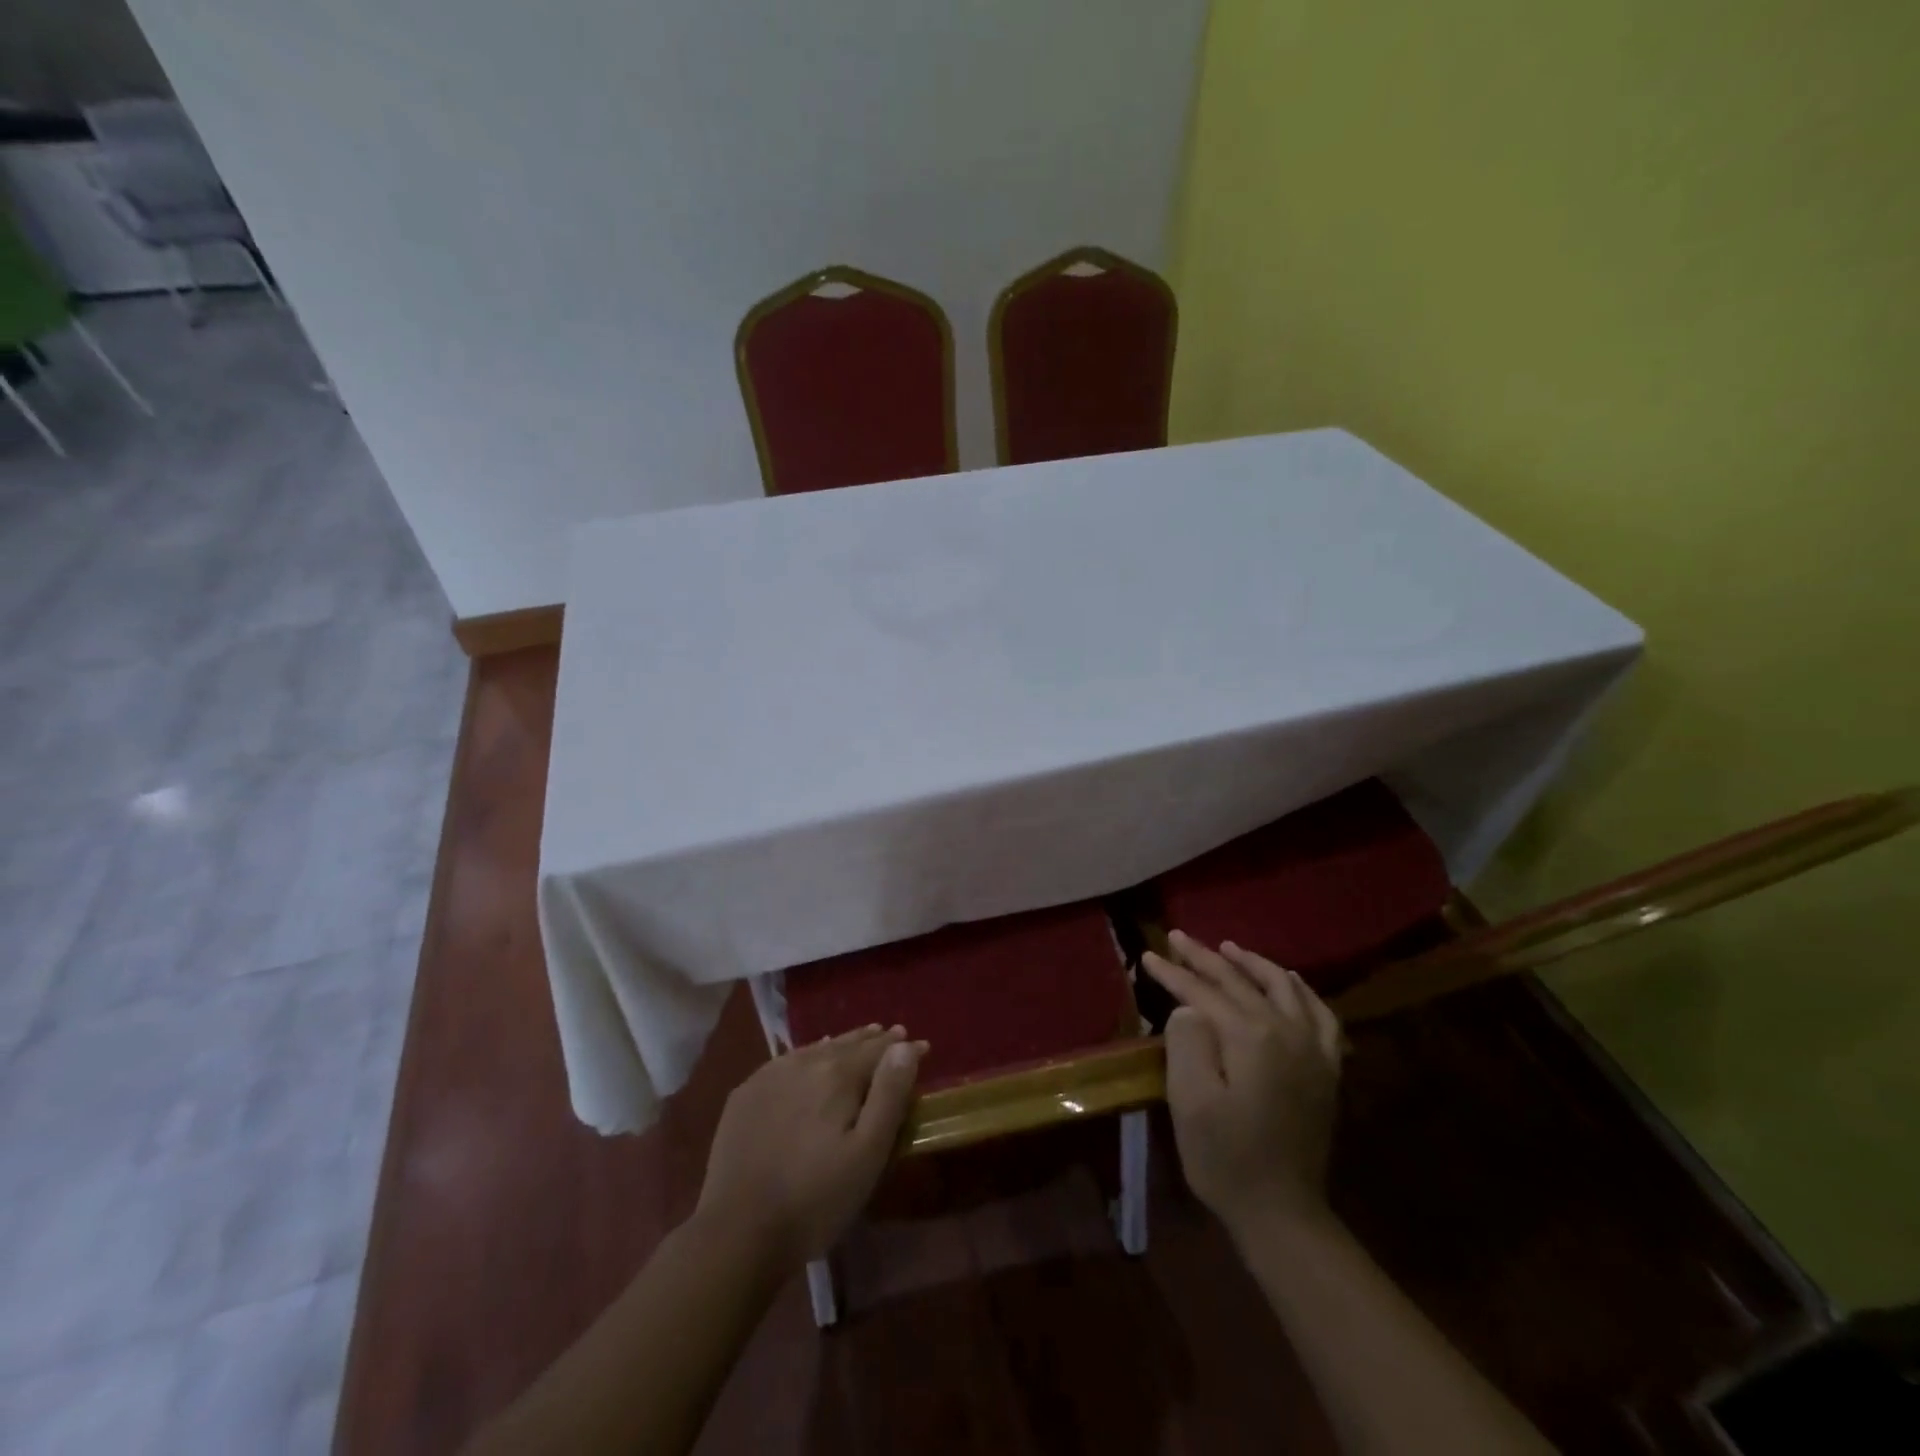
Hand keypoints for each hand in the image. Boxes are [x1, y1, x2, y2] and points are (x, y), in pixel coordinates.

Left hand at [695, 1024, 925, 1271]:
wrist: (737, 1232)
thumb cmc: (816, 1199)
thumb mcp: (868, 1153)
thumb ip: (889, 1095)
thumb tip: (905, 1046)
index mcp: (837, 1074)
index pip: (878, 1050)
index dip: (902, 1048)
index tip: (921, 1046)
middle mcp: (804, 1062)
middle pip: (847, 1044)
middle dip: (873, 1040)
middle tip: (892, 1035)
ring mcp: (770, 1075)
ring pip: (816, 1049)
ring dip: (841, 1044)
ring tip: (857, 1040)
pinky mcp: (745, 1094)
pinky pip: (787, 1062)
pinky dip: (808, 1056)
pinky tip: (810, 1062)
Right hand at [1142, 931, 1342, 1235]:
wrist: (1282, 1212)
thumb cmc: (1225, 1157)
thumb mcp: (1190, 1100)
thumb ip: (1187, 1042)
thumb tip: (1189, 1009)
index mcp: (1251, 1037)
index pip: (1204, 992)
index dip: (1173, 973)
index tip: (1148, 955)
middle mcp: (1287, 1031)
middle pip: (1241, 982)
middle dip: (1205, 957)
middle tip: (1178, 936)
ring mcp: (1313, 1049)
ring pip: (1283, 987)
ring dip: (1253, 964)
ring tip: (1228, 948)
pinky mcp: (1326, 1069)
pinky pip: (1320, 1014)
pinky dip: (1301, 990)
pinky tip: (1289, 981)